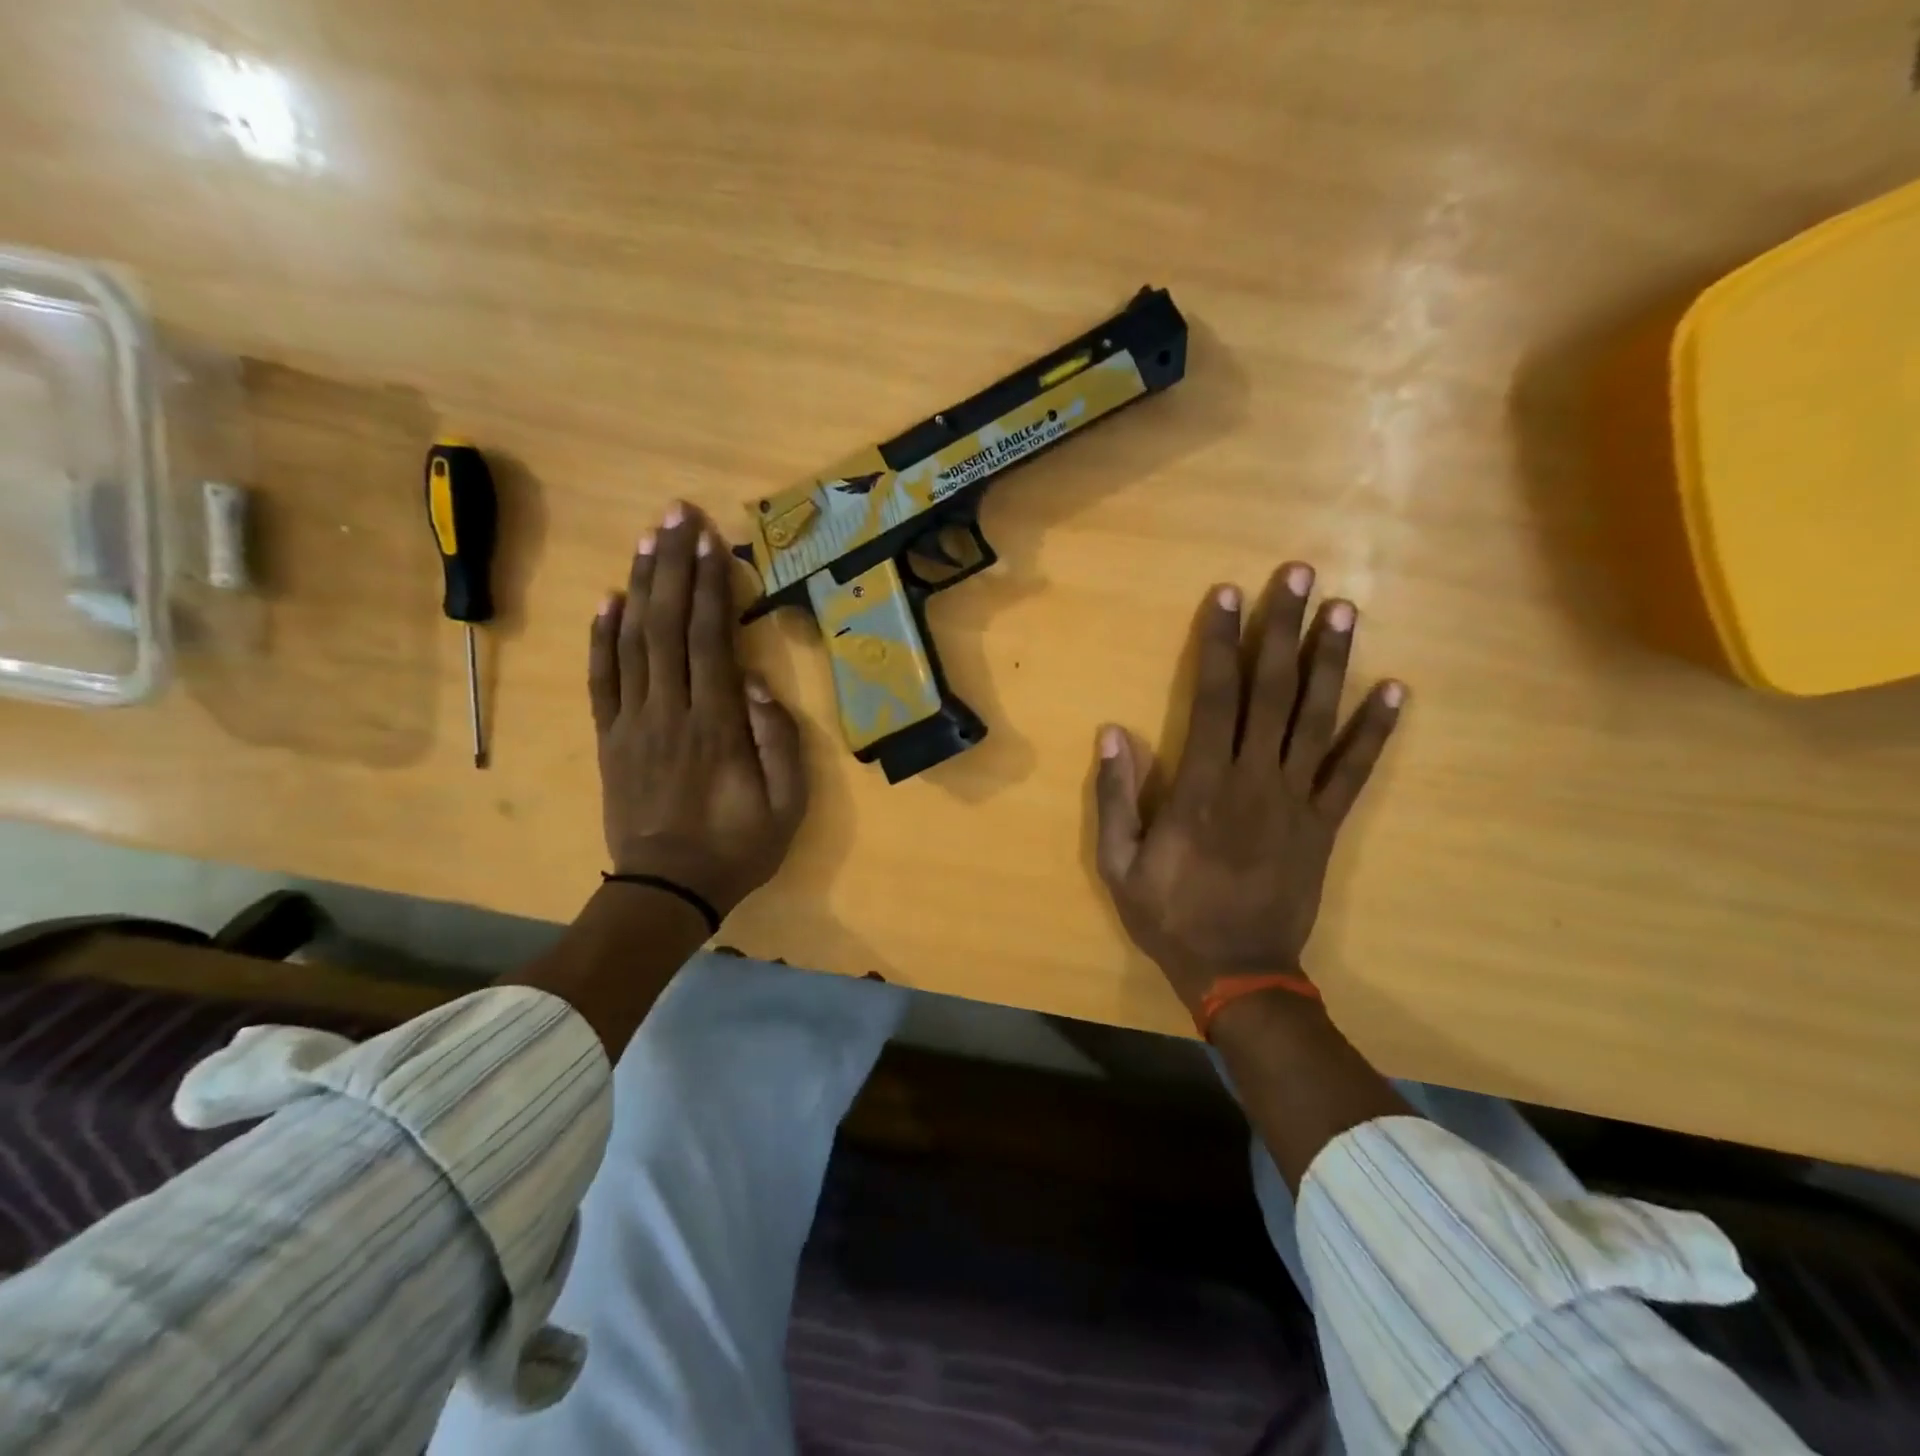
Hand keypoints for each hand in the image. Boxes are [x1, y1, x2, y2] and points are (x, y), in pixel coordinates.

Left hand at [588, 501, 806, 916]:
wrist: (667, 889)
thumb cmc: (737, 846)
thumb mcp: (787, 804)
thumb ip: (778, 739)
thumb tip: (754, 681)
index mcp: (715, 724)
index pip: (710, 638)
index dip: (709, 584)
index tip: (710, 539)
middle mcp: (669, 710)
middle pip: (667, 625)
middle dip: (672, 565)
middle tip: (676, 514)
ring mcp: (632, 722)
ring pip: (631, 641)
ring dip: (640, 586)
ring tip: (647, 539)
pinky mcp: (609, 737)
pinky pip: (601, 678)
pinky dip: (602, 636)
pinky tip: (608, 600)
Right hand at [1093, 564, 1404, 1012]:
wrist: (1238, 971)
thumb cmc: (1170, 915)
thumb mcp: (1119, 864)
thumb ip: (1117, 798)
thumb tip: (1113, 733)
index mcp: (1202, 786)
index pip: (1214, 698)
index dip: (1221, 643)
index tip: (1230, 596)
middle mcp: (1254, 780)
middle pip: (1272, 692)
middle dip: (1283, 630)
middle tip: (1300, 576)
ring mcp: (1297, 800)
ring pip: (1317, 719)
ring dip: (1330, 662)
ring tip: (1343, 611)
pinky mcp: (1325, 824)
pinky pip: (1354, 772)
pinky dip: (1375, 731)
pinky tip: (1394, 691)